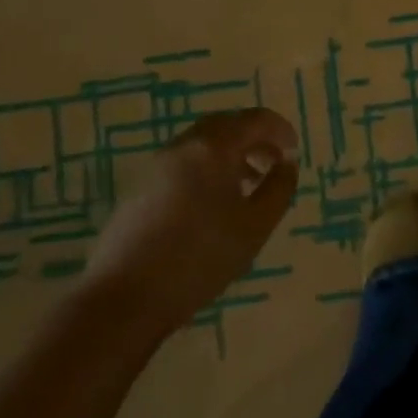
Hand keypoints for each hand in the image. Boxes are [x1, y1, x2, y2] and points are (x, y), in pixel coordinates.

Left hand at [81, 108, 298, 347]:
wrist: (123, 298)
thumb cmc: (200, 258)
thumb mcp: (255, 226)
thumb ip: (279, 188)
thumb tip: (287, 163)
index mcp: (214, 147)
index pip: (255, 119)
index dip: (281, 131)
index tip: (293, 153)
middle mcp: (184, 145)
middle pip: (226, 125)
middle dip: (254, 139)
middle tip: (272, 165)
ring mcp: (157, 166)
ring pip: (202, 145)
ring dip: (230, 156)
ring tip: (246, 188)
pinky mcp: (139, 189)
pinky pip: (183, 164)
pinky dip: (206, 170)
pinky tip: (211, 207)